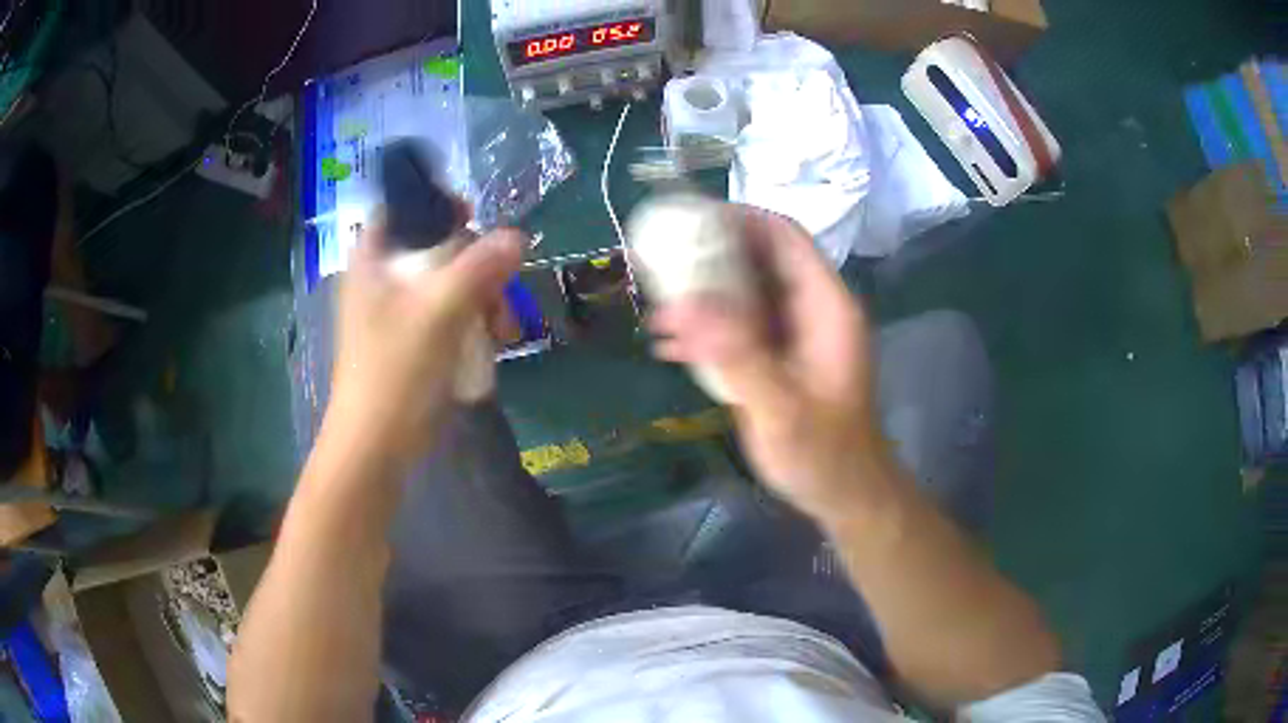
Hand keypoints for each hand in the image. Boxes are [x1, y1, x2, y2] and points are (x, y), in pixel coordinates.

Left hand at [327, 223, 523, 467]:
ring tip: (506, 328)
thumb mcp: (439, 311)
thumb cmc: (395, 371)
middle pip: (435, 247)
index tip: (474, 217)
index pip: (401, 208)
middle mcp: (382, 278)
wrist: (376, 446)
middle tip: (503, 285)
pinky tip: (495, 341)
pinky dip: (473, 322)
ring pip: (448, 283)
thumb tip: (518, 236)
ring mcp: (396, 312)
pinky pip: (449, 314)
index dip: (436, 204)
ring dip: (483, 298)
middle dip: (477, 264)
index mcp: (373, 260)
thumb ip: (478, 267)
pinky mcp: (411, 341)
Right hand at [650, 207, 888, 520]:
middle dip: (709, 258)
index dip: (740, 220)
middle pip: (759, 260)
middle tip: (658, 263)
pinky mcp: (778, 357)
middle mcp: (811, 310)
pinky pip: (739, 326)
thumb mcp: (781, 409)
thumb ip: (738, 356)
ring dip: (701, 298)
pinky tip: (670, 348)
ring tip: (656, 313)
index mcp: (826, 307)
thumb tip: (685, 303)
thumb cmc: (824, 455)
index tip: (688, 222)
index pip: (784, 238)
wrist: (846, 494)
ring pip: (745, 293)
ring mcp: (794, 334)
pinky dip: (706, 330)